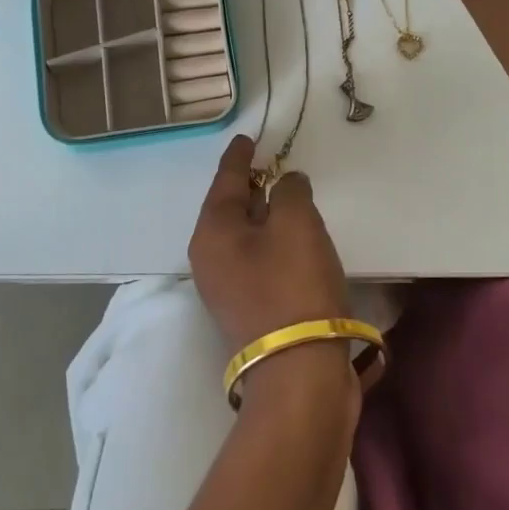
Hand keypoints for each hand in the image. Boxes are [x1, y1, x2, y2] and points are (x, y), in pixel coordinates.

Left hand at [188, 136, 349, 354]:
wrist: (300, 370)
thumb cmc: (294, 284)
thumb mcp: (296, 223)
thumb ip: (291, 191)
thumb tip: (286, 185)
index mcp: (212, 232)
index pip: (224, 181)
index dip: (238, 157)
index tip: (247, 139)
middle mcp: (209, 259)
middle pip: (229, 209)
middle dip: (250, 186)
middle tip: (272, 166)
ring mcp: (226, 288)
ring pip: (244, 237)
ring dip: (265, 216)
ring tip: (289, 198)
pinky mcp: (248, 309)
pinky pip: (257, 260)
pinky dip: (273, 243)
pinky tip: (295, 240)